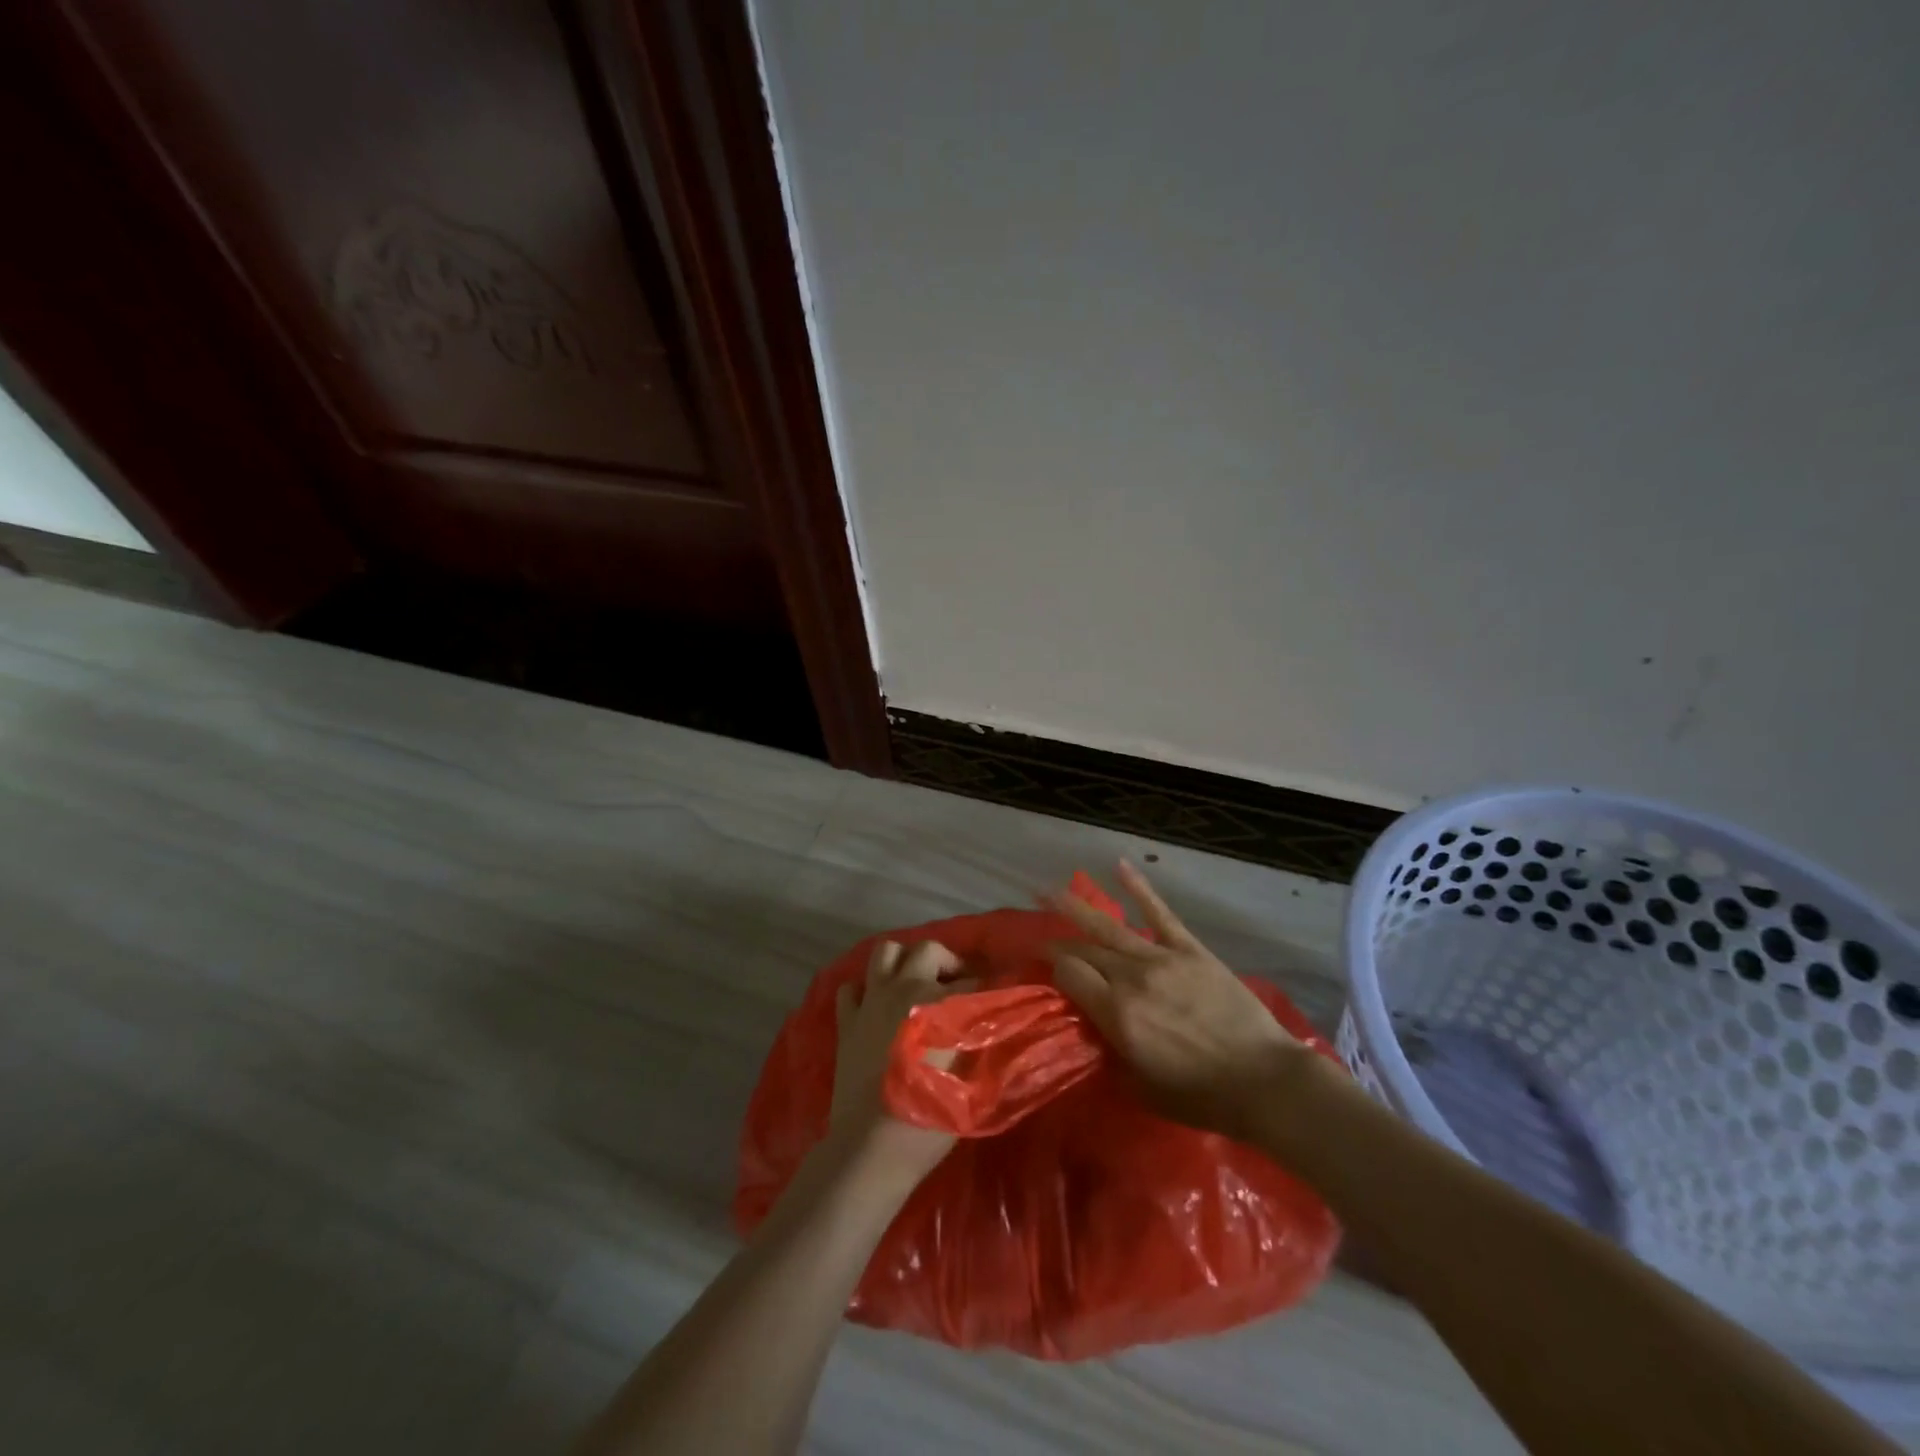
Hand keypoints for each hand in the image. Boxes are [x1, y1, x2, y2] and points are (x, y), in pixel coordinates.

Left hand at [826, 939, 978, 1184]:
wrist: (870, 1148)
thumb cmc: (928, 1119)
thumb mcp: (970, 1081)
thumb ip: (978, 1042)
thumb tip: (987, 1022)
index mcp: (939, 1002)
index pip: (973, 981)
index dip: (988, 988)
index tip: (996, 998)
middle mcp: (904, 988)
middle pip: (929, 950)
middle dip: (948, 963)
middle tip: (958, 986)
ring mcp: (871, 1001)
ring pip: (886, 952)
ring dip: (904, 962)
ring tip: (916, 984)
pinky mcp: (846, 1020)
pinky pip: (853, 987)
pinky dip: (867, 989)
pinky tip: (878, 1007)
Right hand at [1048, 862, 1307, 1139]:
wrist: (1264, 1081)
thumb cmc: (1201, 1096)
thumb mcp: (1141, 1089)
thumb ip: (1111, 1054)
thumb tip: (1095, 1029)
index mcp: (1116, 1014)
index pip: (1069, 975)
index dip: (1052, 969)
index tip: (1044, 970)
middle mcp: (1131, 978)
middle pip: (1084, 950)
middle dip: (1059, 944)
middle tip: (1042, 940)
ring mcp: (1161, 958)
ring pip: (1108, 926)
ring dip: (1075, 907)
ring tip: (1049, 891)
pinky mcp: (1190, 949)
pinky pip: (1159, 912)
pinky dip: (1139, 888)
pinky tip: (1119, 865)